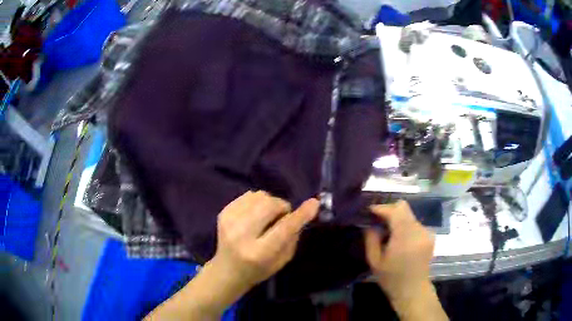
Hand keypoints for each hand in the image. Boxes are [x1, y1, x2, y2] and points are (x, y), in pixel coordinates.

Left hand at [208, 191, 318, 298]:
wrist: (227, 270)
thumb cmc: (258, 270)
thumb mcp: (282, 261)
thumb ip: (292, 237)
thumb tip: (301, 212)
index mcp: (258, 253)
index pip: (283, 229)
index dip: (300, 215)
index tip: (314, 203)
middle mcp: (241, 235)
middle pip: (269, 206)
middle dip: (282, 207)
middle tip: (282, 216)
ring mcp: (229, 221)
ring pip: (259, 196)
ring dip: (270, 203)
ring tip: (267, 217)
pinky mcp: (223, 212)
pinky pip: (248, 195)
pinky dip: (257, 202)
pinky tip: (255, 214)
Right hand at [364, 200, 435, 301]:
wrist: (413, 290)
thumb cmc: (392, 278)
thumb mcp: (375, 262)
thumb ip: (371, 240)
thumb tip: (370, 225)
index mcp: (405, 236)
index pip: (395, 210)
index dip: (382, 208)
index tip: (370, 211)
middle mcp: (419, 230)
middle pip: (404, 208)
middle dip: (389, 211)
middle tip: (378, 221)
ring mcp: (427, 232)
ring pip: (409, 216)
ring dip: (398, 220)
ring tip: (389, 233)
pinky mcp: (430, 236)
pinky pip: (415, 224)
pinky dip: (406, 227)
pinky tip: (401, 240)